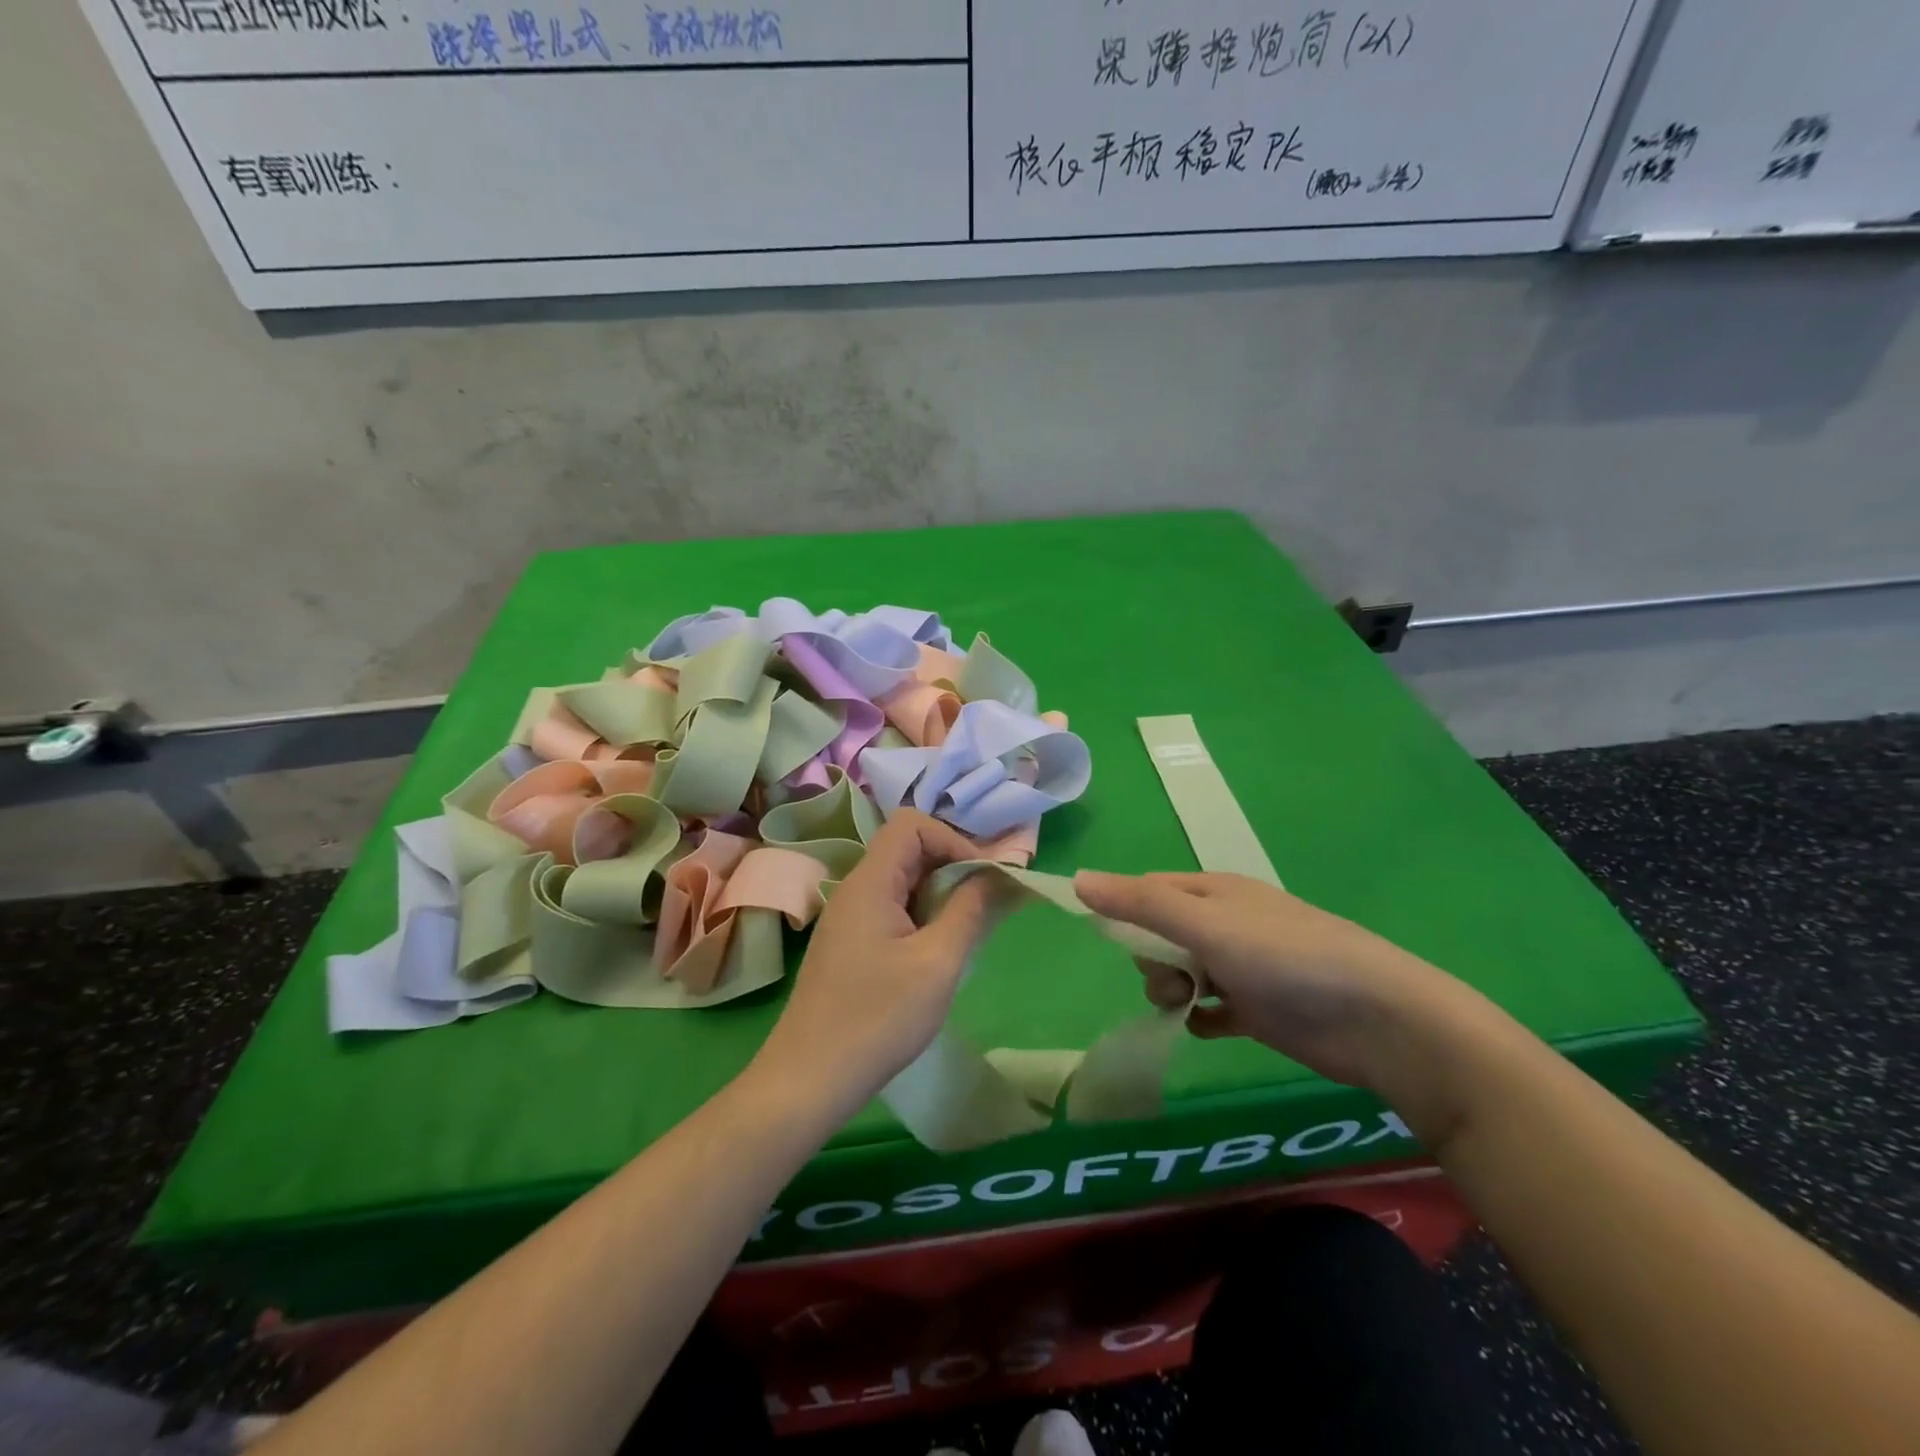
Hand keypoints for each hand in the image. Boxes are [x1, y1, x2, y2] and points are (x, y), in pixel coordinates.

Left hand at [753, 812, 1000, 1117]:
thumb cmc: (878, 1019)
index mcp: (870, 882)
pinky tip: (936, 954)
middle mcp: (855, 890)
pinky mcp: (849, 944)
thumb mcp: (938, 963)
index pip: (913, 826)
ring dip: (939, 896)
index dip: (954, 841)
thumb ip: (970, 910)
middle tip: (984, 907)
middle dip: (952, 868)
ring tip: (965, 933)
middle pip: (908, 850)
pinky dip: (922, 917)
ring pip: (902, 882)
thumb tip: (996, 875)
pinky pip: (892, 909)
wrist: (809, 1080)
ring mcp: (849, 918)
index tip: (982, 881)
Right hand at [1073, 870, 1464, 1095]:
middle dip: (1152, 959)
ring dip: (1173, 990)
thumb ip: (1141, 904)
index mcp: (1214, 891)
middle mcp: (1226, 923)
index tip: (1111, 941)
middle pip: (1161, 935)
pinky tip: (1210, 1027)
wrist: (1378, 1021)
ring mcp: (1243, 966)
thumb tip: (1077, 879)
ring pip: (1182, 972)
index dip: (1125, 912)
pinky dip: (1202, 1017)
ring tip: (1190, 1007)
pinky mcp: (1259, 1009)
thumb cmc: (1285, 958)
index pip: (1149, 891)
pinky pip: (1211, 1008)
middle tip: (1171, 980)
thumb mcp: (1206, 924)